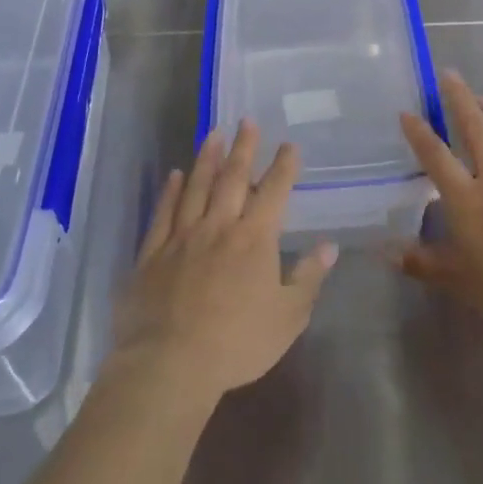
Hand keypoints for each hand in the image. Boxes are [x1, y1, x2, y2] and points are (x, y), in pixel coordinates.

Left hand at [111, 122, 337, 400]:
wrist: (170, 363)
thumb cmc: (237, 343)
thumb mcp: (288, 317)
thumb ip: (309, 278)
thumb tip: (329, 246)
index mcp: (254, 239)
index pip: (273, 192)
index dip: (283, 167)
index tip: (289, 145)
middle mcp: (219, 226)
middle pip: (233, 178)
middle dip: (244, 148)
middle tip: (247, 120)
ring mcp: (182, 236)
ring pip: (197, 186)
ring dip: (207, 158)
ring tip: (213, 133)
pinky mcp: (153, 252)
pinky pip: (164, 212)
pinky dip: (170, 190)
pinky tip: (175, 174)